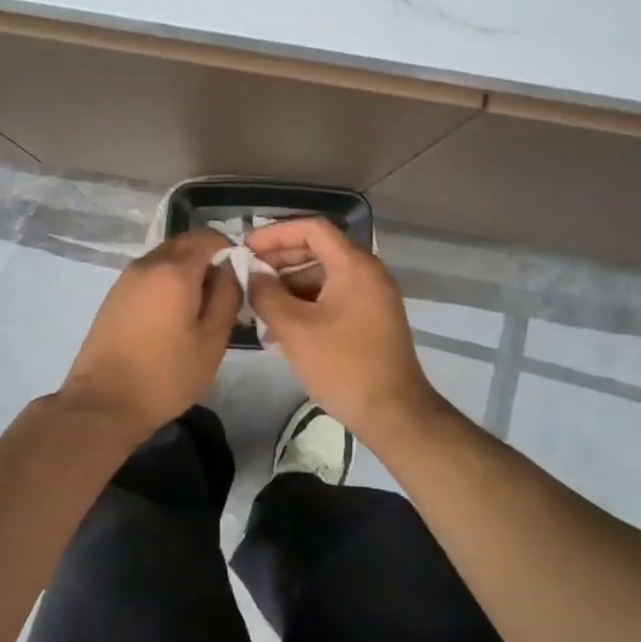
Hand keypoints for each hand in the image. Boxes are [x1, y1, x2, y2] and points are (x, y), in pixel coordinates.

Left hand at [56, 229, 240, 442]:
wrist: (104, 402)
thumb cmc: (166, 374)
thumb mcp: (212, 340)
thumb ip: (228, 296)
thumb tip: (232, 269)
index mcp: (175, 270)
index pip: (208, 237)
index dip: (230, 250)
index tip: (240, 276)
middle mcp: (148, 264)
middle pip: (185, 243)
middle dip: (208, 259)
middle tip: (222, 293)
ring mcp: (126, 278)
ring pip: (165, 258)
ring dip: (186, 271)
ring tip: (198, 308)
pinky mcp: (114, 295)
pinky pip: (149, 274)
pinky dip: (166, 282)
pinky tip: (172, 316)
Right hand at [245, 217, 441, 438]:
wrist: (393, 413)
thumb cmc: (342, 364)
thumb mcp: (294, 328)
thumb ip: (267, 294)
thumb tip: (253, 275)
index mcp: (354, 265)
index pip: (312, 228)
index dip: (276, 233)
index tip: (247, 247)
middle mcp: (368, 273)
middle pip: (318, 250)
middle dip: (280, 261)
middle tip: (248, 275)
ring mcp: (373, 297)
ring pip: (324, 277)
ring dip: (290, 287)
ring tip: (259, 310)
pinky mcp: (372, 320)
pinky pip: (334, 299)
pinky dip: (307, 305)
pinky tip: (282, 329)